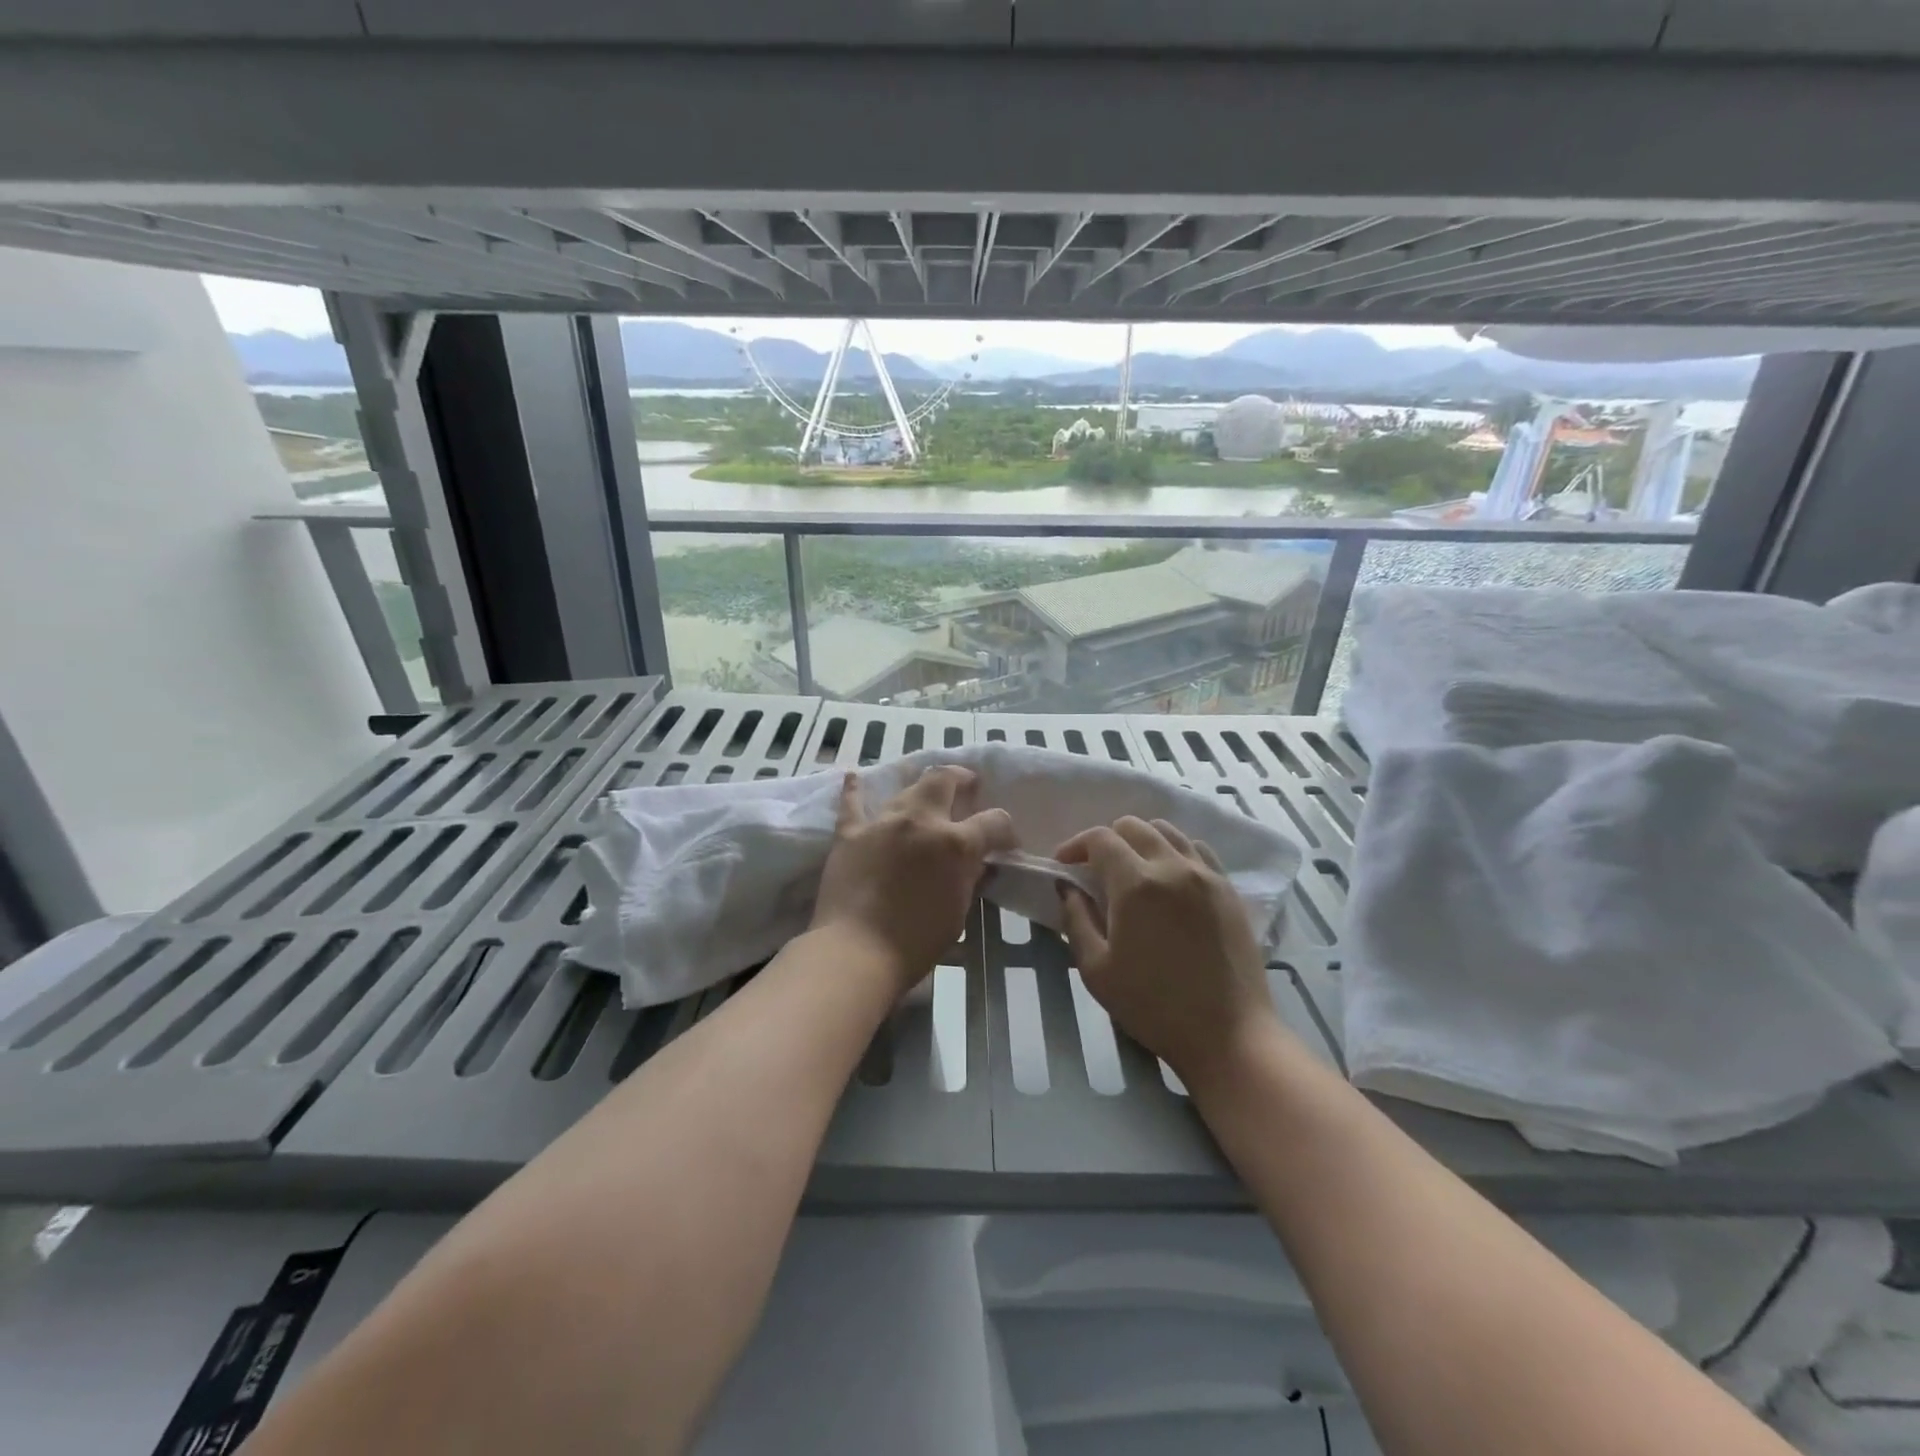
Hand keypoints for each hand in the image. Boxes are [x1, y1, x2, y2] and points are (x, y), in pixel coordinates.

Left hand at [811, 766, 1016, 988]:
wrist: (856, 952)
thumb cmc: (916, 942)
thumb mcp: (958, 912)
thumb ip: (969, 879)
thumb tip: (977, 863)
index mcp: (955, 843)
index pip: (994, 821)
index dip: (1006, 830)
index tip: (1006, 843)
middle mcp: (920, 821)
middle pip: (944, 780)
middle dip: (961, 779)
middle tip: (967, 789)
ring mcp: (882, 822)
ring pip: (906, 789)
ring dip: (921, 789)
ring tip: (926, 795)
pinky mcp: (850, 833)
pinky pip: (852, 803)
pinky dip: (854, 790)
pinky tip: (854, 776)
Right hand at [1056, 816, 1280, 1082]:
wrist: (1228, 1035)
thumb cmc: (1153, 1006)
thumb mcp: (1096, 969)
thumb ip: (1076, 919)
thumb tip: (1067, 887)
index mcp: (1136, 884)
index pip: (1100, 838)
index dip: (1075, 845)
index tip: (1064, 865)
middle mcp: (1172, 866)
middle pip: (1133, 826)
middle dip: (1107, 840)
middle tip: (1095, 870)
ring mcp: (1206, 875)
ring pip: (1168, 831)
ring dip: (1141, 841)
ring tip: (1132, 870)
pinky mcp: (1229, 889)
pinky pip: (1197, 850)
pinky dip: (1175, 851)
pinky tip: (1169, 879)